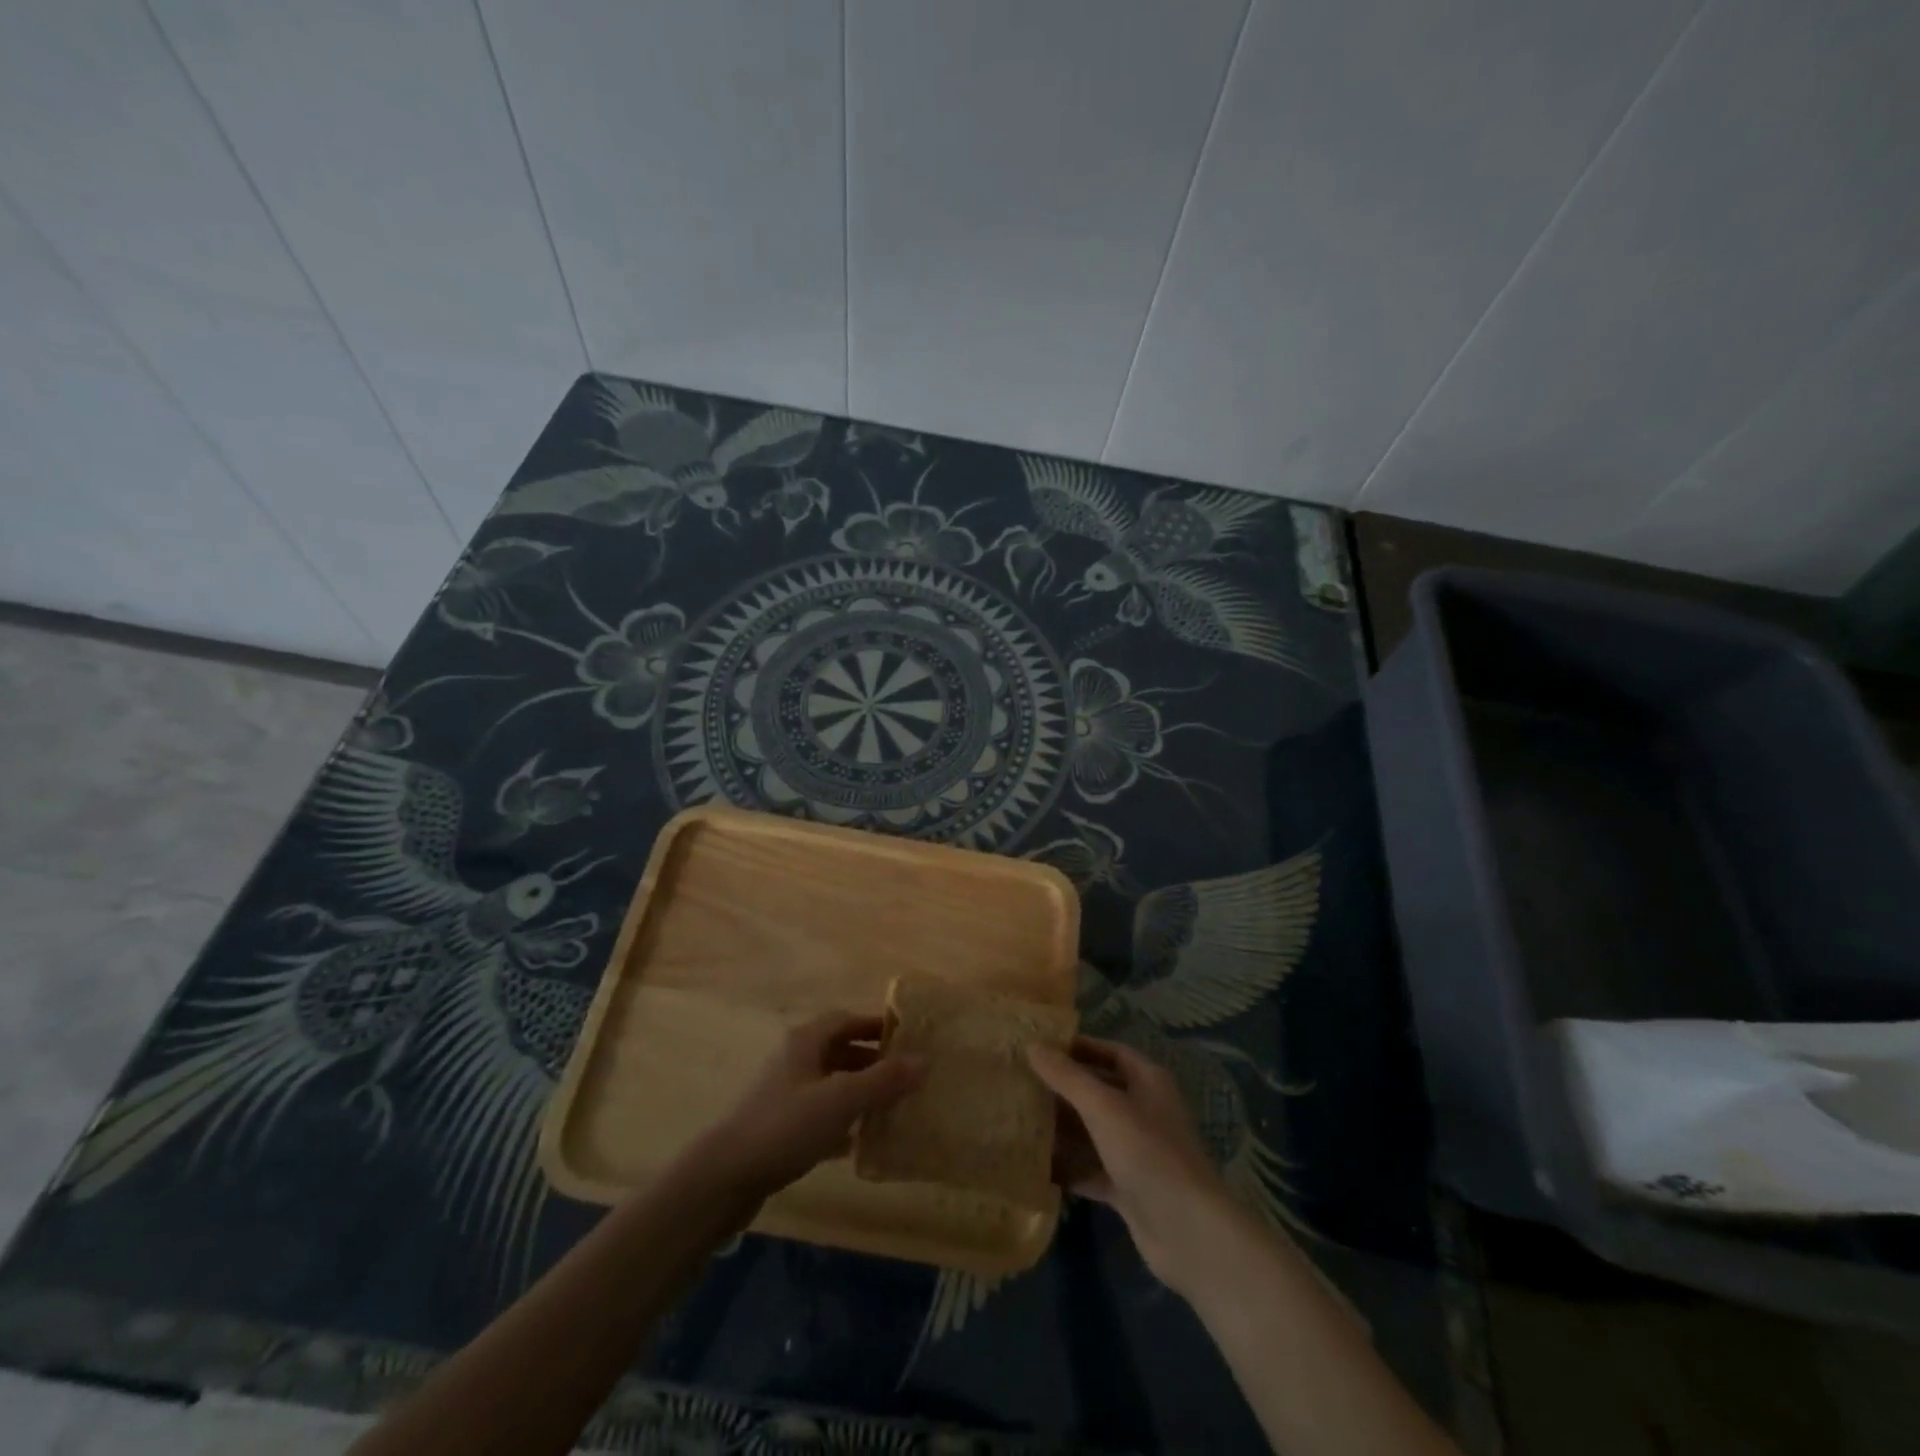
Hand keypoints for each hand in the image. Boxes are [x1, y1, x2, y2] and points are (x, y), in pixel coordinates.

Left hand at [686, 1011, 925, 1200]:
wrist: (723, 1178)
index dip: (876, 1025)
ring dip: (858, 1092)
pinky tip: (859, 1142)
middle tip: (906, 1076)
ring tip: (891, 1107)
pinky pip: (819, 1116)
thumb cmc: (785, 1126)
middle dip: (872, 1060)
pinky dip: (841, 1123)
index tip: (908, 1038)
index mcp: (805, 1041)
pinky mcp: (779, 1128)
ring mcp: (783, 1095)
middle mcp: (794, 1060)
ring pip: (830, 1084)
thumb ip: (884, 1080)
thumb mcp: (841, 1100)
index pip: (846, 1019)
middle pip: (839, 1050)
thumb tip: (926, 1061)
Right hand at [1029, 1037, 1242, 1293]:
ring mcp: (1137, 1151)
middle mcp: (1144, 1111)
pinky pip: (1092, 1168)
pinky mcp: (1129, 1187)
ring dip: (1063, 1127)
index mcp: (1148, 1082)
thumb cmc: (1148, 1153)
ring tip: (1020, 1119)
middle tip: (1021, 1082)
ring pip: (1093, 1131)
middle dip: (1064, 1088)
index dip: (1078, 1047)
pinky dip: (1069, 1166)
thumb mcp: (1103, 1107)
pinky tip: (1036, 1164)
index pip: (1110, 1051)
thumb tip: (1032, 1045)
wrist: (1188, 1233)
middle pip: (1099, 1090)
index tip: (1041, 1047)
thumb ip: (1067, 1076)